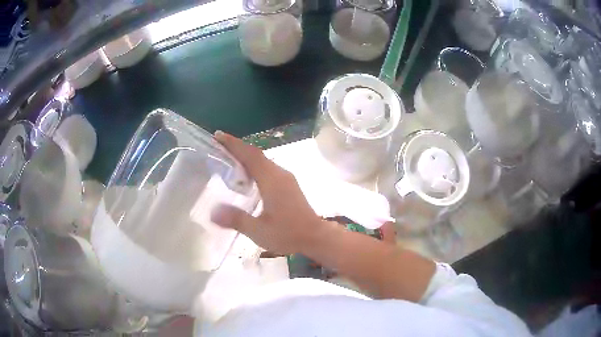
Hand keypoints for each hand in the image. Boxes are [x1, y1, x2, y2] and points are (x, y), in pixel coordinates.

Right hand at [211, 131, 329, 254]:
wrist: (316, 236)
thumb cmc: (288, 233)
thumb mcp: (259, 231)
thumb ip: (236, 219)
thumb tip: (213, 211)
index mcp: (271, 180)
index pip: (250, 155)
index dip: (234, 144)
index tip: (218, 135)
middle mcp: (279, 174)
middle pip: (256, 155)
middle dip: (237, 148)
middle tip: (219, 146)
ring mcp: (286, 179)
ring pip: (263, 161)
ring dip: (246, 157)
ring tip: (228, 158)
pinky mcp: (289, 185)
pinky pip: (268, 169)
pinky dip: (254, 166)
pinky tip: (247, 177)